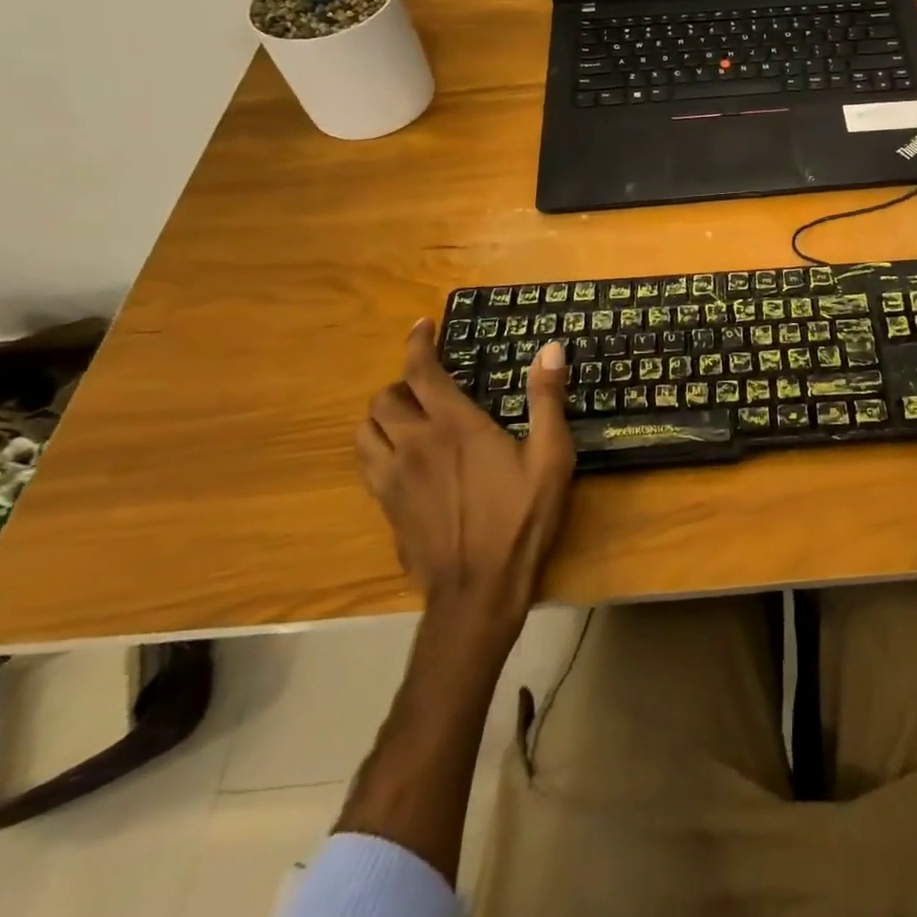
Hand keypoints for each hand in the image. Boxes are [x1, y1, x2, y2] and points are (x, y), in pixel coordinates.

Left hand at [354, 320, 575, 627]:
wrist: (478, 590)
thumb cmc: (521, 519)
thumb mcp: (550, 457)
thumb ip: (547, 399)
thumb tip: (551, 348)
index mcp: (453, 425)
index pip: (421, 371)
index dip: (417, 343)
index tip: (422, 326)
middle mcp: (414, 443)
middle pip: (384, 398)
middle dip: (402, 383)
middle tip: (428, 385)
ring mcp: (392, 478)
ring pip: (365, 430)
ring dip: (383, 415)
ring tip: (408, 417)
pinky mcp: (385, 506)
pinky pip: (366, 463)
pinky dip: (377, 447)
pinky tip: (403, 458)